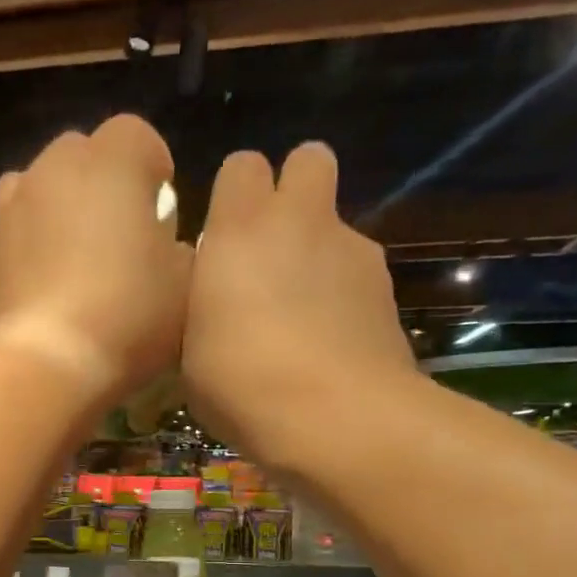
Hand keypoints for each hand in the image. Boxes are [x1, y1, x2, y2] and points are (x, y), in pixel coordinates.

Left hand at [0, 114, 190, 403]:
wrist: (47, 362)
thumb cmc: (128, 315)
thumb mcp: (185, 285)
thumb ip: (180, 250)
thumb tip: (165, 246)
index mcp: (113, 160)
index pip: (139, 136)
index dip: (154, 169)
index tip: (163, 211)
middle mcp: (56, 166)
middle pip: (86, 154)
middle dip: (106, 182)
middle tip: (124, 233)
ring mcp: (16, 204)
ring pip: (46, 185)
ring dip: (65, 206)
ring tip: (82, 255)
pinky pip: (21, 225)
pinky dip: (36, 238)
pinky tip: (51, 279)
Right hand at [182, 142, 415, 467]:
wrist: (335, 417)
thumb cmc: (241, 383)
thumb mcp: (190, 349)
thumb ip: (203, 304)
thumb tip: (215, 297)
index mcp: (241, 229)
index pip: (242, 166)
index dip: (234, 195)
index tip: (222, 237)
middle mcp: (301, 222)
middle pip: (309, 159)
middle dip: (292, 189)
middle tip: (270, 246)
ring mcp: (353, 251)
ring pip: (335, 226)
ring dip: (317, 253)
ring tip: (301, 317)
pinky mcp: (387, 288)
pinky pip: (358, 274)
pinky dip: (342, 296)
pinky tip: (330, 343)